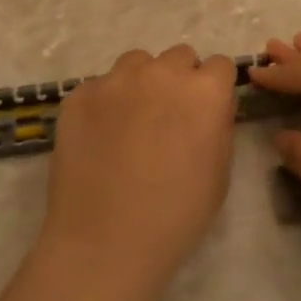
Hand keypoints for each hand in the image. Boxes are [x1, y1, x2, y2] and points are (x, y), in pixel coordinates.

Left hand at [42, 45, 238, 285]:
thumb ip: (219, 125)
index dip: (214, 89)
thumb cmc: (176, 216)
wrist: (105, 243)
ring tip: (131, 122)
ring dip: (142, 83)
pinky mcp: (79, 95)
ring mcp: (115, 80)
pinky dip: (105, 104)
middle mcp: (162, 73)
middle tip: (168, 119)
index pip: (219, 66)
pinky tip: (99, 138)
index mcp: (204, 91)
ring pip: (137, 63)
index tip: (205, 112)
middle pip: (178, 57)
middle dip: (179, 81)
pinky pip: (100, 86)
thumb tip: (210, 108)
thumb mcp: (221, 173)